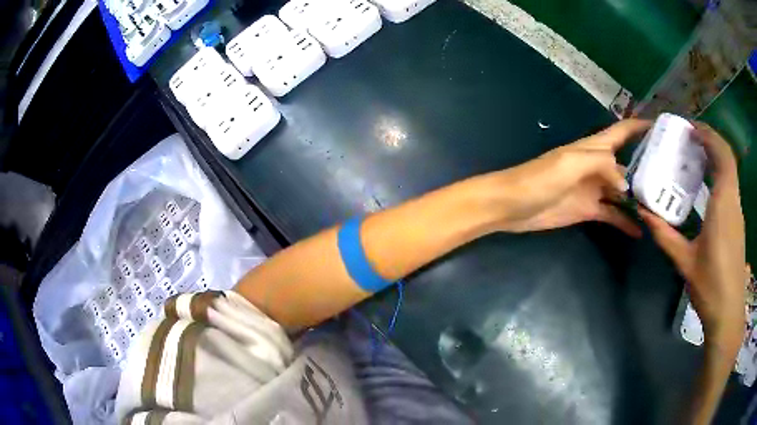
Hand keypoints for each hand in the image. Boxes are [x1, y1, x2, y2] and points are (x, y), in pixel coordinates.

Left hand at [488, 119, 649, 235]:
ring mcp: (594, 189)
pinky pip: (612, 215)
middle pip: (628, 164)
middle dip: (648, 169)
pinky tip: (640, 231)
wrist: (513, 205)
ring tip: (662, 209)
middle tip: (672, 180)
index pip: (622, 132)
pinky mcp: (588, 210)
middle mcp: (598, 165)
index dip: (640, 127)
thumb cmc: (540, 178)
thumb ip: (602, 165)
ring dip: (640, 199)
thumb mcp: (571, 163)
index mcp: (594, 147)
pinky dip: (625, 221)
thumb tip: (627, 183)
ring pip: (623, 192)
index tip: (662, 129)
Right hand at [639, 123, 745, 346]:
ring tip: (696, 154)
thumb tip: (642, 212)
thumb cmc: (709, 286)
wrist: (728, 311)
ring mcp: (737, 210)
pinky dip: (720, 171)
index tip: (689, 128)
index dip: (707, 135)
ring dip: (715, 154)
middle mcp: (733, 201)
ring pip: (730, 169)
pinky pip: (731, 183)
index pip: (721, 154)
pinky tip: (707, 182)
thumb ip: (664, 234)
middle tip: (690, 137)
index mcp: (723, 204)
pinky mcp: (738, 220)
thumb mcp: (684, 261)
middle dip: (710, 139)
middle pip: (727, 156)